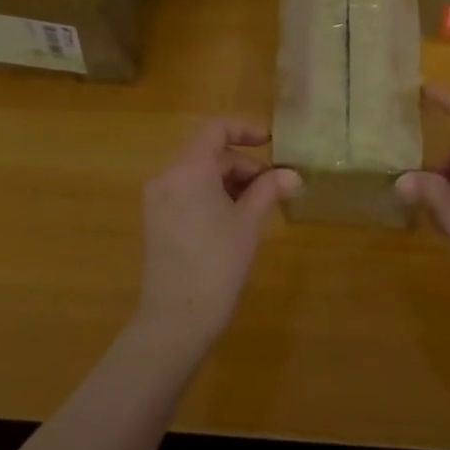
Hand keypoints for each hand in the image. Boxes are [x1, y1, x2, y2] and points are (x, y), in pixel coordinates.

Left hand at [135, 120, 299, 350]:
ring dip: (230, 182)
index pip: (215, 129)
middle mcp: (167, 177)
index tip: (272, 143)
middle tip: (274, 188)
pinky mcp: (157, 222)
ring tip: (258, 207)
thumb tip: (292, 174)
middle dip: (244, 165)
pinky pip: (188, 194)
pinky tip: (235, 221)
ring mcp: (158, 200)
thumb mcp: (248, 223)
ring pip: (199, 175)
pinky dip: (213, 196)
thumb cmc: (216, 264)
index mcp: (188, 169)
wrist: (175, 320)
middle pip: (209, 154)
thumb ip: (268, 190)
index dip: (245, 129)